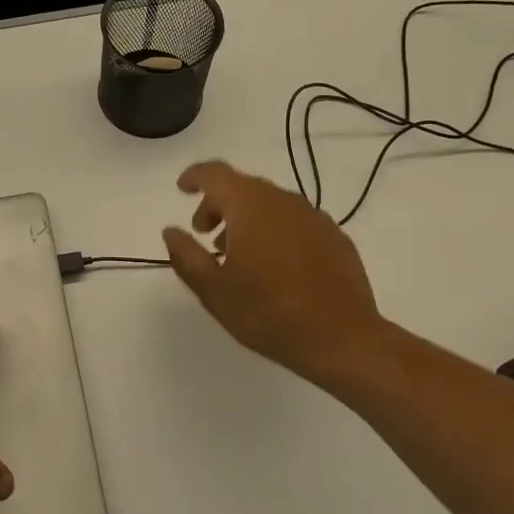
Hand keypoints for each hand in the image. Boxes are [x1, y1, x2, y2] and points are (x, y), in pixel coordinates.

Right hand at [163, 159, 394, 395]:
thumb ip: (186, 255)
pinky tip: (274, 264)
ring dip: (246, 218)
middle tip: (205, 235)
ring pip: (270, 203)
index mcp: (249, 206)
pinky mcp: (335, 237)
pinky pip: (294, 220)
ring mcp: (314, 217)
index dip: (194, 176)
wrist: (342, 339)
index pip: (215, 174)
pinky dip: (275, 230)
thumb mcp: (213, 290)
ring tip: (237, 254)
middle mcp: (283, 201)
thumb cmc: (268, 313)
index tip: (182, 189)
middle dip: (218, 204)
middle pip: (243, 186)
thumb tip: (171, 231)